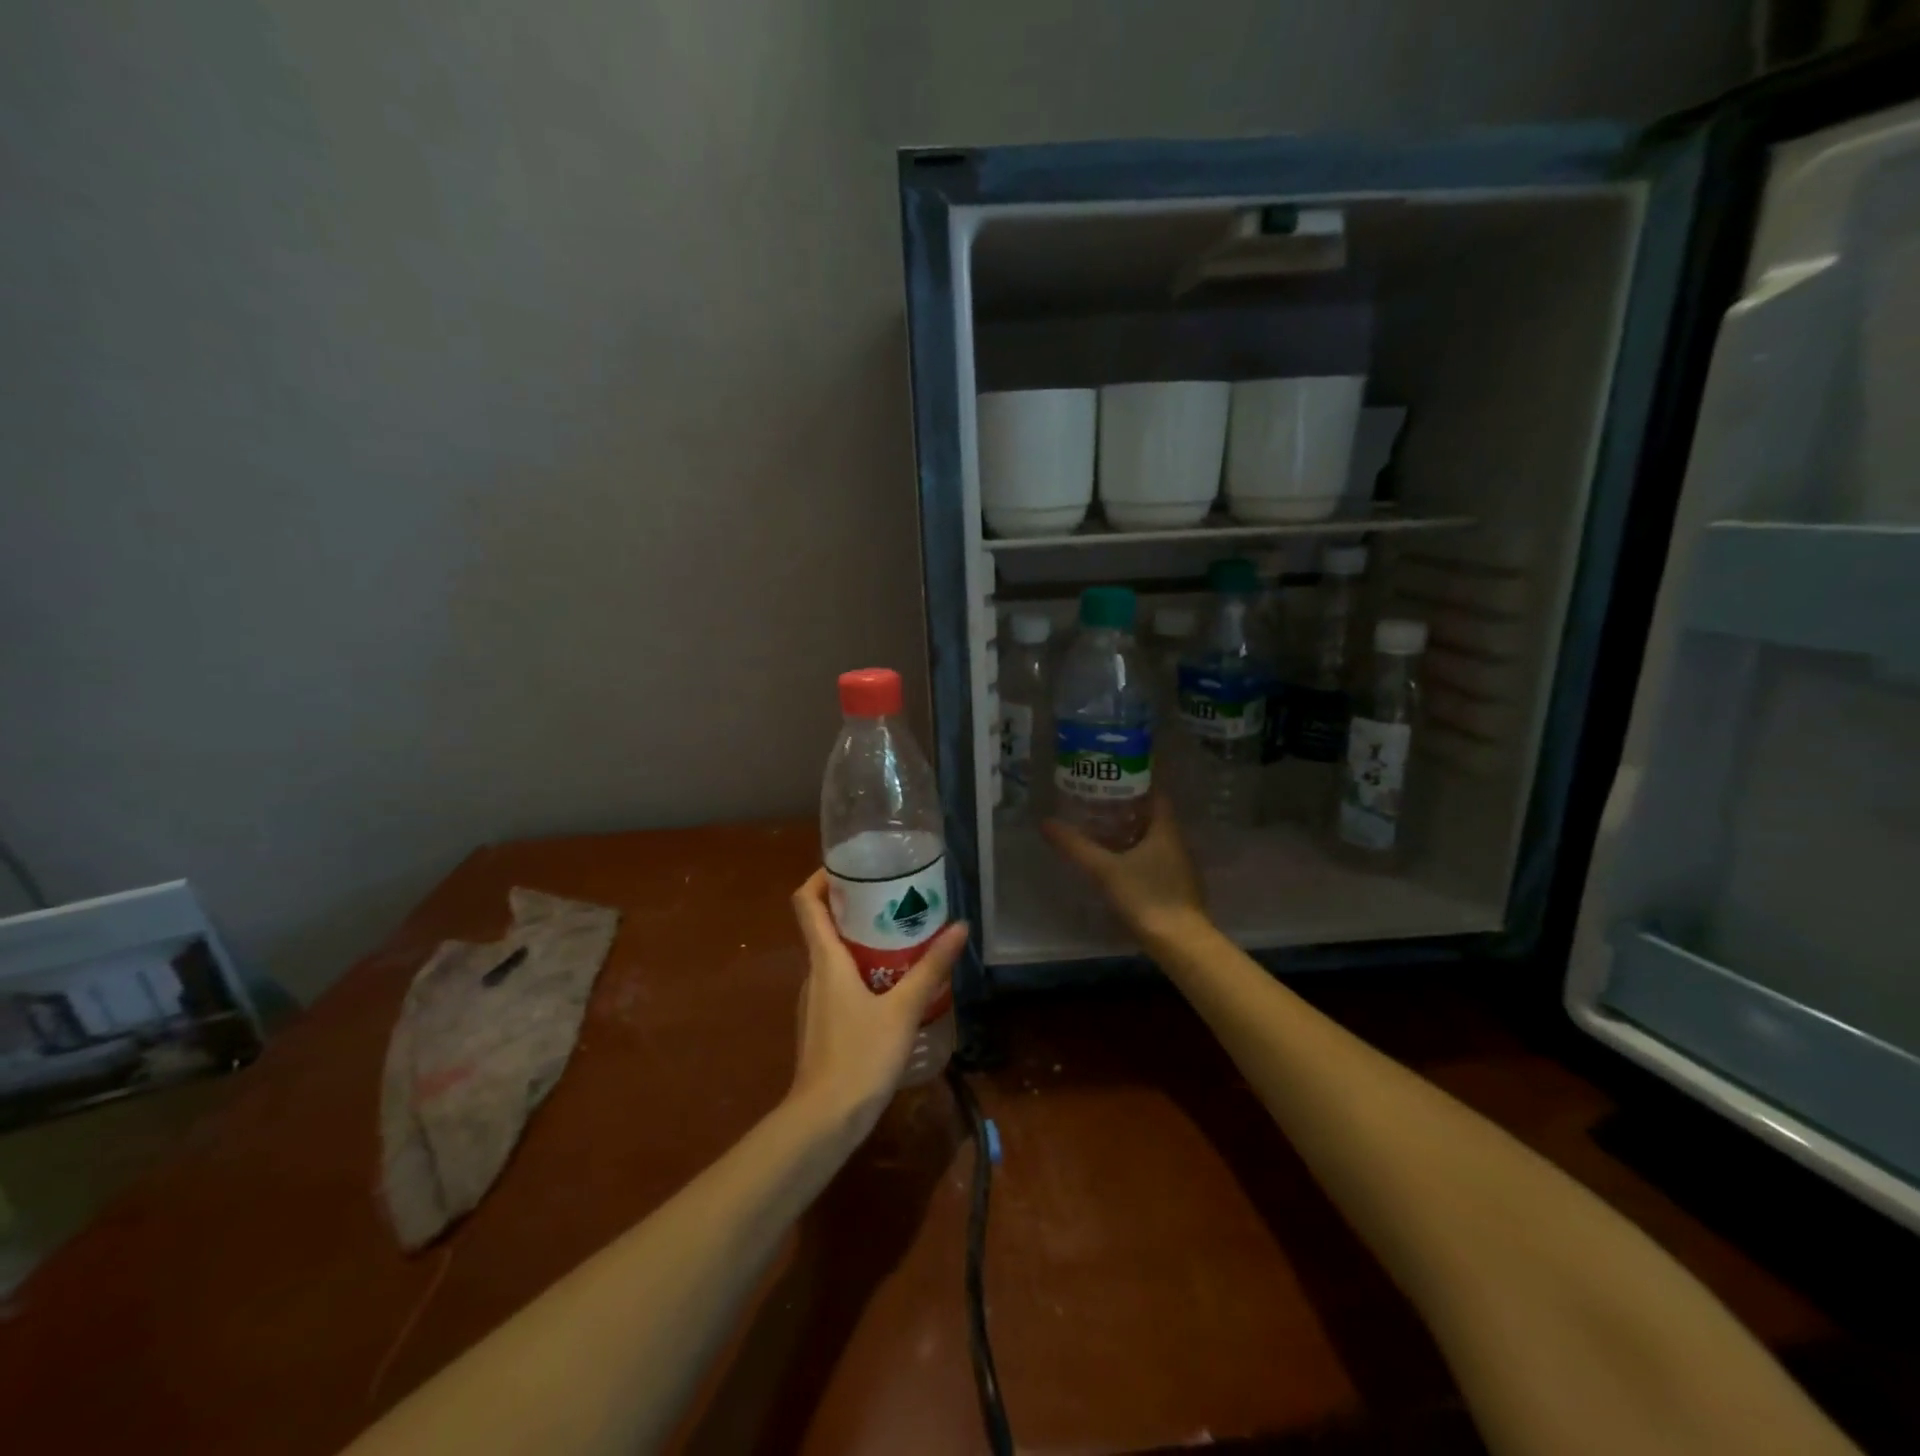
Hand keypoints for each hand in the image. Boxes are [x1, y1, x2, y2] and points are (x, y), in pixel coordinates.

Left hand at [787, 870, 968, 1139]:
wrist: (824, 1121)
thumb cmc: (860, 1056)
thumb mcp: (904, 1009)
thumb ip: (931, 968)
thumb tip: (960, 927)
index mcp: (826, 960)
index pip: (807, 902)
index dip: (822, 877)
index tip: (851, 866)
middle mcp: (814, 973)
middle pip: (824, 925)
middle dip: (855, 906)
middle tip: (893, 897)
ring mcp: (815, 1001)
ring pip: (834, 956)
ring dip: (861, 940)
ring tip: (901, 936)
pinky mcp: (823, 1024)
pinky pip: (839, 983)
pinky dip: (862, 971)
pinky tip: (893, 984)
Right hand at [1041, 794, 1206, 943]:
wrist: (1180, 943)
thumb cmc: (1146, 897)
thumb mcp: (1105, 870)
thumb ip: (1076, 847)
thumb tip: (1046, 824)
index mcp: (1166, 831)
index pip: (1155, 795)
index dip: (1135, 784)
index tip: (1110, 780)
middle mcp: (1177, 844)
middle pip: (1152, 818)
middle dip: (1127, 810)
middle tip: (1097, 805)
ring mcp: (1179, 867)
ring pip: (1153, 841)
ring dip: (1131, 834)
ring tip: (1101, 831)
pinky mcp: (1176, 888)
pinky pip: (1154, 861)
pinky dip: (1136, 855)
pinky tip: (1116, 864)